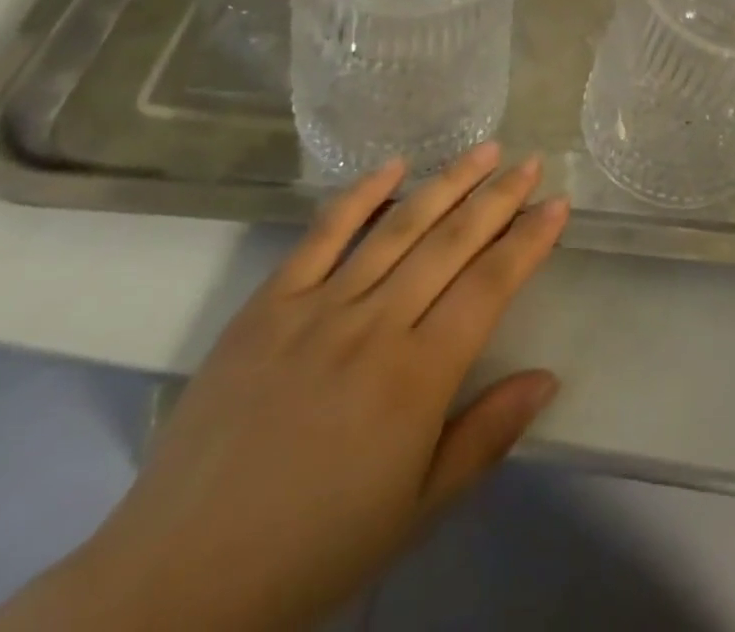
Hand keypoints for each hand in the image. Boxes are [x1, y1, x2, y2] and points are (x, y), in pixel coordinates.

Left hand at [0, 143, 568, 630]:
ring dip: (446, 183)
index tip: (557, 205)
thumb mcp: (416, 510)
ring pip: (398, 227)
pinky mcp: (268, 305)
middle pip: (451, 243)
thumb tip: (548, 377)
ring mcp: (317, 308)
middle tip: (530, 163)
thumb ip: (486, 436)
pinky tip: (392, 166)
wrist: (176, 584)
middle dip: (498, 198)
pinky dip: (360, 195)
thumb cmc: (313, 549)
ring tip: (484, 150)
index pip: (489, 286)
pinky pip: (322, 236)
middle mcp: (374, 326)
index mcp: (416, 378)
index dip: (528, 241)